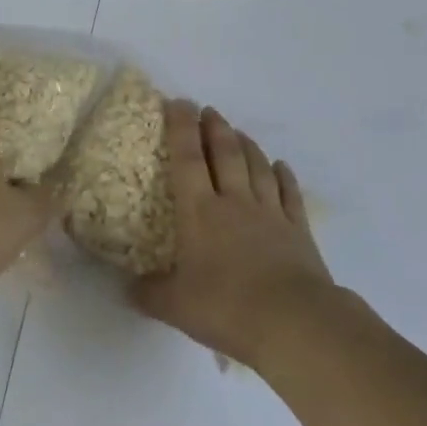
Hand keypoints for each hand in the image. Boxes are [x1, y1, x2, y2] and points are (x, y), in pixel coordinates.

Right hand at [131, 102, 333, 367]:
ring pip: (257, 167)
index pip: (187, 158)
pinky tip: (280, 165)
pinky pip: (290, 194)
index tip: (178, 102)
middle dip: (215, 128)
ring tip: (238, 131)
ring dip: (247, 145)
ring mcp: (270, 214)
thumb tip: (128, 288)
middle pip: (225, 154)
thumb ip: (149, 293)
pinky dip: (284, 176)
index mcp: (200, 212)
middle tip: (208, 110)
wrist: (294, 323)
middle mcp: (234, 202)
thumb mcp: (175, 306)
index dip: (181, 127)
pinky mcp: (298, 231)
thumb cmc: (227, 307)